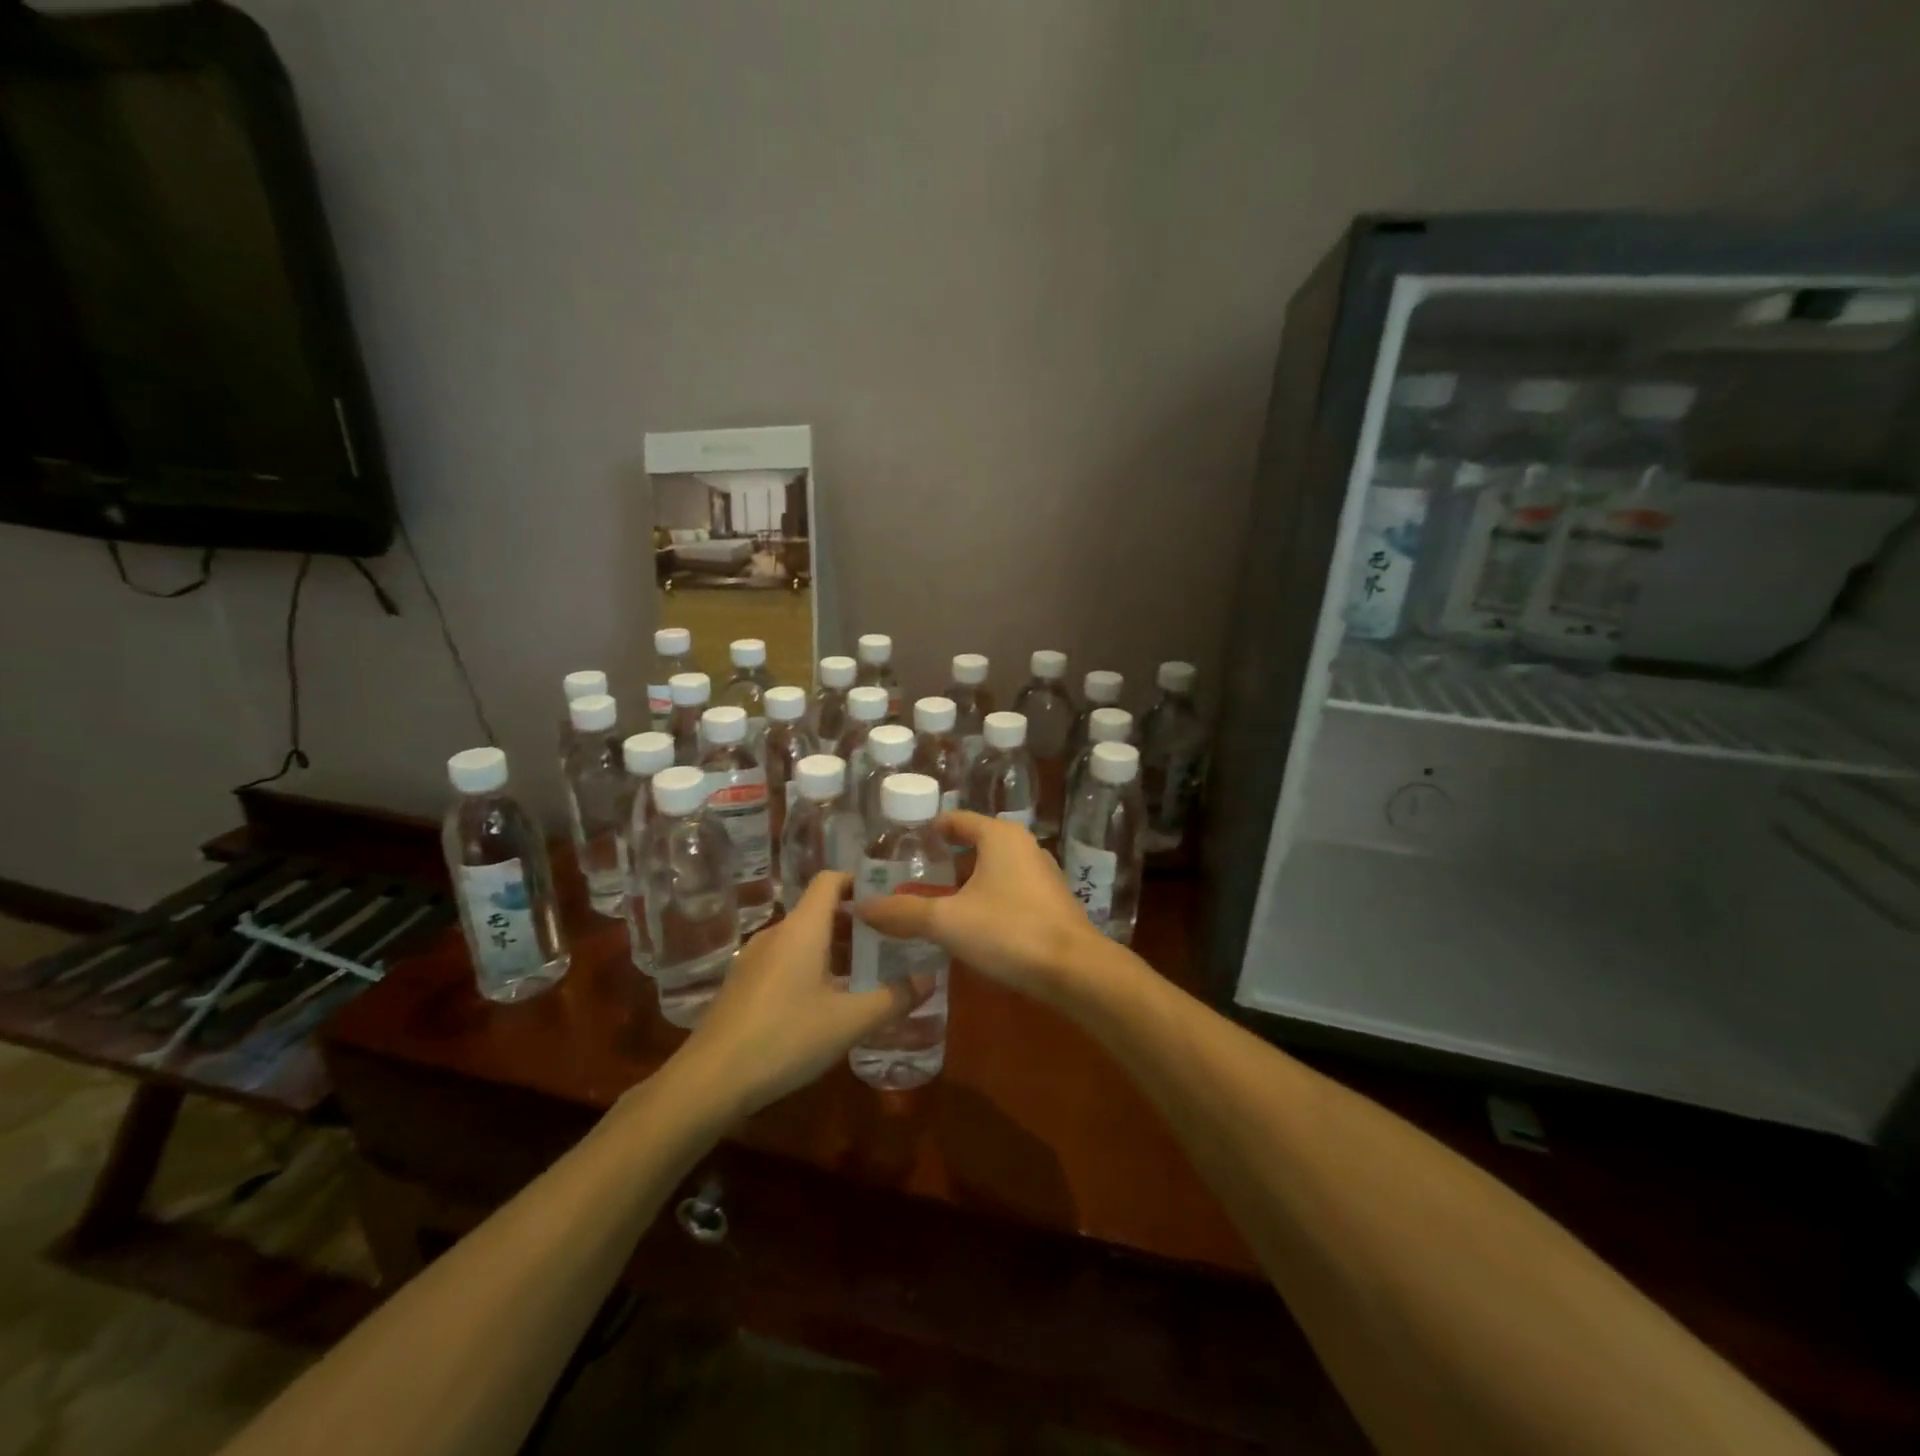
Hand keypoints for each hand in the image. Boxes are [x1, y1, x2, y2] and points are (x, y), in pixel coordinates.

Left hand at [679, 872, 915, 1115]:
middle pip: (819, 909)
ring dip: (834, 947)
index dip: (860, 881)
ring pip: (802, 937)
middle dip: (855, 921)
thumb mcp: (848, 1022)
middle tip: (890, 941)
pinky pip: (785, 958)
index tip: (890, 898)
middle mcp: (776, 933)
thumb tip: (929, 981)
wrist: (710, 1080)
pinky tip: (825, 1001)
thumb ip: (893, 999)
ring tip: (864, 972)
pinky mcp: (742, 983)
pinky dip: (811, 965)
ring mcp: (754, 958)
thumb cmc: (785, 1039)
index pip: (830, 880)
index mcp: (802, 929)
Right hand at [854, 811, 1100, 1000]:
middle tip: (911, 881)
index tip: (904, 846)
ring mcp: (1042, 875)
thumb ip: (903, 912)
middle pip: (974, 846)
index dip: (929, 830)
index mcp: (999, 836)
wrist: (1076, 970)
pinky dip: (986, 902)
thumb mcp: (947, 921)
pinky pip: (1009, 892)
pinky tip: (970, 928)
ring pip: (992, 872)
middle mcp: (1023, 847)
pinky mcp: (1052, 903)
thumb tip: (860, 906)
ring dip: (964, 886)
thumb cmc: (1009, 931)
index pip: (957, 820)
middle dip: (944, 863)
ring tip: (934, 906)